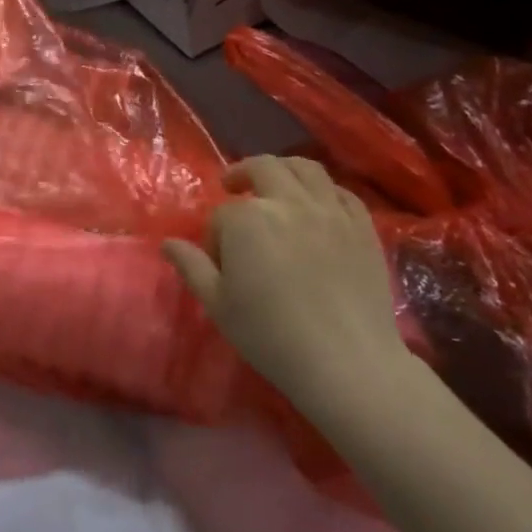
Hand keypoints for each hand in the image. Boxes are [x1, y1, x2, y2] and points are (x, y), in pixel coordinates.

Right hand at [165, 156, 408, 415]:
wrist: (347, 363)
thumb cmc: (271, 335)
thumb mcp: (218, 304)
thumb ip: (192, 267)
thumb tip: (168, 243)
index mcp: (247, 219)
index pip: (222, 214)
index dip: (215, 236)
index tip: (220, 262)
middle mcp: (288, 202)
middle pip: (263, 168)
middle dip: (243, 174)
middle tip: (234, 187)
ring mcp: (330, 212)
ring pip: (305, 168)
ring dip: (283, 170)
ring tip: (275, 185)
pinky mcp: (363, 228)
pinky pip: (342, 193)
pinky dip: (324, 191)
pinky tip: (317, 206)